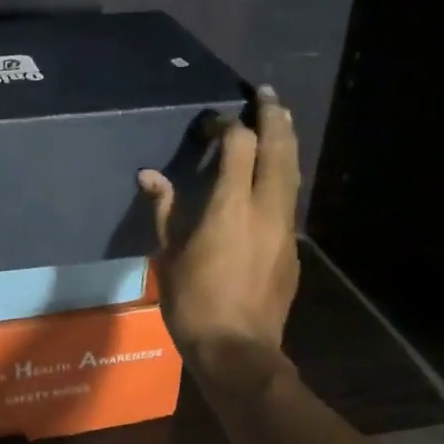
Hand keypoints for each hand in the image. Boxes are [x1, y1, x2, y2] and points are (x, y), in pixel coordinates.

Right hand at [138, 86, 301, 362]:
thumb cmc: (194, 302)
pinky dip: (286, 175)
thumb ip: (165, 209)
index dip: (227, 126)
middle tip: (266, 94)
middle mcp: (266, 207)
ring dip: (287, 142)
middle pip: (278, 149)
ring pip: (293, 172)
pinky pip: (291, 199)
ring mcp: (285, 228)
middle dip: (273, 117)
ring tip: (281, 119)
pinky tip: (277, 175)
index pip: (239, 145)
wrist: (238, 349)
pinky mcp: (292, 248)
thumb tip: (150, 176)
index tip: (212, 121)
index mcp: (231, 205)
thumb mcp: (169, 254)